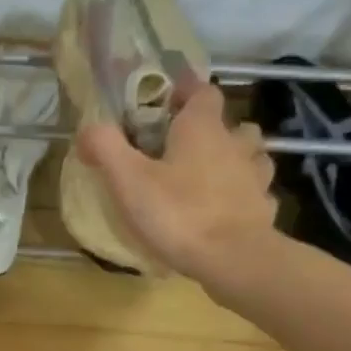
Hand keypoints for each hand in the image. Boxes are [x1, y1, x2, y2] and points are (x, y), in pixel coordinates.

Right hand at [75, 82, 279, 284]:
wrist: (233, 259)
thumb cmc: (178, 213)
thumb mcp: (128, 180)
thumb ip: (105, 147)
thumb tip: (87, 129)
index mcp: (202, 129)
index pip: (202, 92)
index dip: (186, 91)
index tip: (168, 99)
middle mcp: (235, 144)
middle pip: (231, 124)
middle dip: (213, 129)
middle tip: (186, 146)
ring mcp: (255, 177)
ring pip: (252, 156)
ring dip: (235, 159)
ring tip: (212, 176)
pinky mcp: (263, 210)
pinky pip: (256, 193)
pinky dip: (243, 196)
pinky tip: (227, 211)